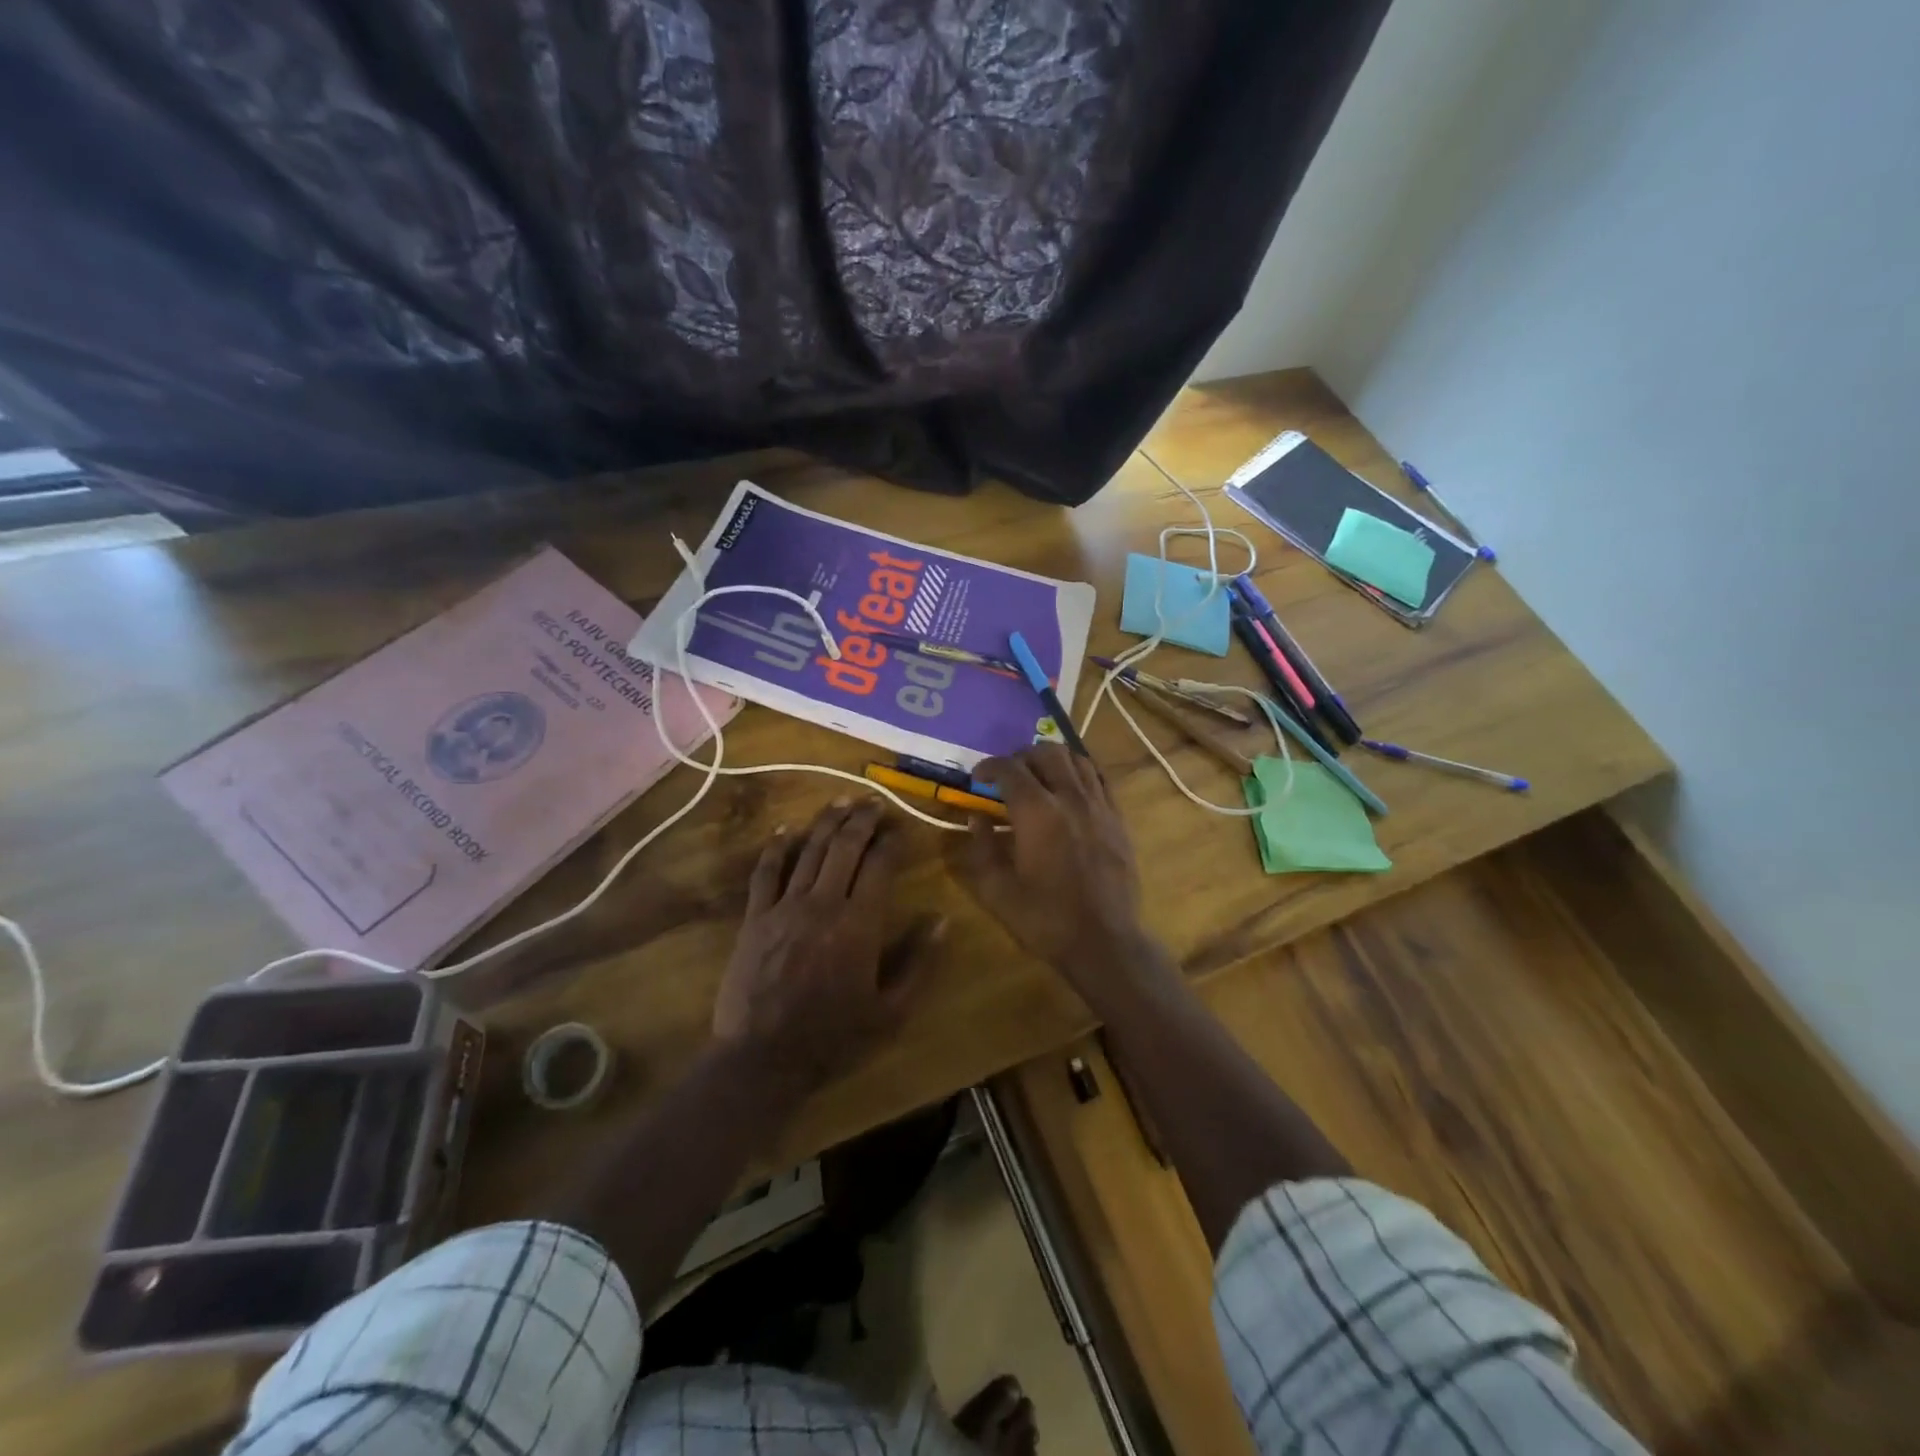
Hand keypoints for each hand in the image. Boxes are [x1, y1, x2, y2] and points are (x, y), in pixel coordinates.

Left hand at [713, 800, 938, 1094]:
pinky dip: (775, 847)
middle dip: (862, 819)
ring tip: (842, 801)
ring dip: (826, 822)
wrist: (764, 1058)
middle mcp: (823, 903)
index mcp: (859, 923)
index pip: (880, 865)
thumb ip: (918, 962)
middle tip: (873, 802)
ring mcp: (784, 907)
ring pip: (808, 851)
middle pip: (844, 847)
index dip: (892, 841)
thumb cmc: (834, 1038)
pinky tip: (784, 829)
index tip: (901, 827)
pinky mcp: (755, 918)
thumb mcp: (891, 1011)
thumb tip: (941, 920)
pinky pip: (765, 873)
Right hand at [959, 745, 1145, 986]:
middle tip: (1008, 777)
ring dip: (1052, 760)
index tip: (977, 778)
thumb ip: (982, 848)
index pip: (1009, 768)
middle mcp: (1070, 797)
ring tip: (1040, 777)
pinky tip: (1070, 789)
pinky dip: (1080, 773)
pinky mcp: (1118, 818)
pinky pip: (1100, 778)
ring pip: (1076, 759)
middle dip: (1021, 757)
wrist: (1104, 941)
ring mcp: (1099, 805)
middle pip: (1046, 752)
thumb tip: (976, 818)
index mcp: (1036, 812)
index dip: (988, 767)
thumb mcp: (997, 890)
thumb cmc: (1045, 919)